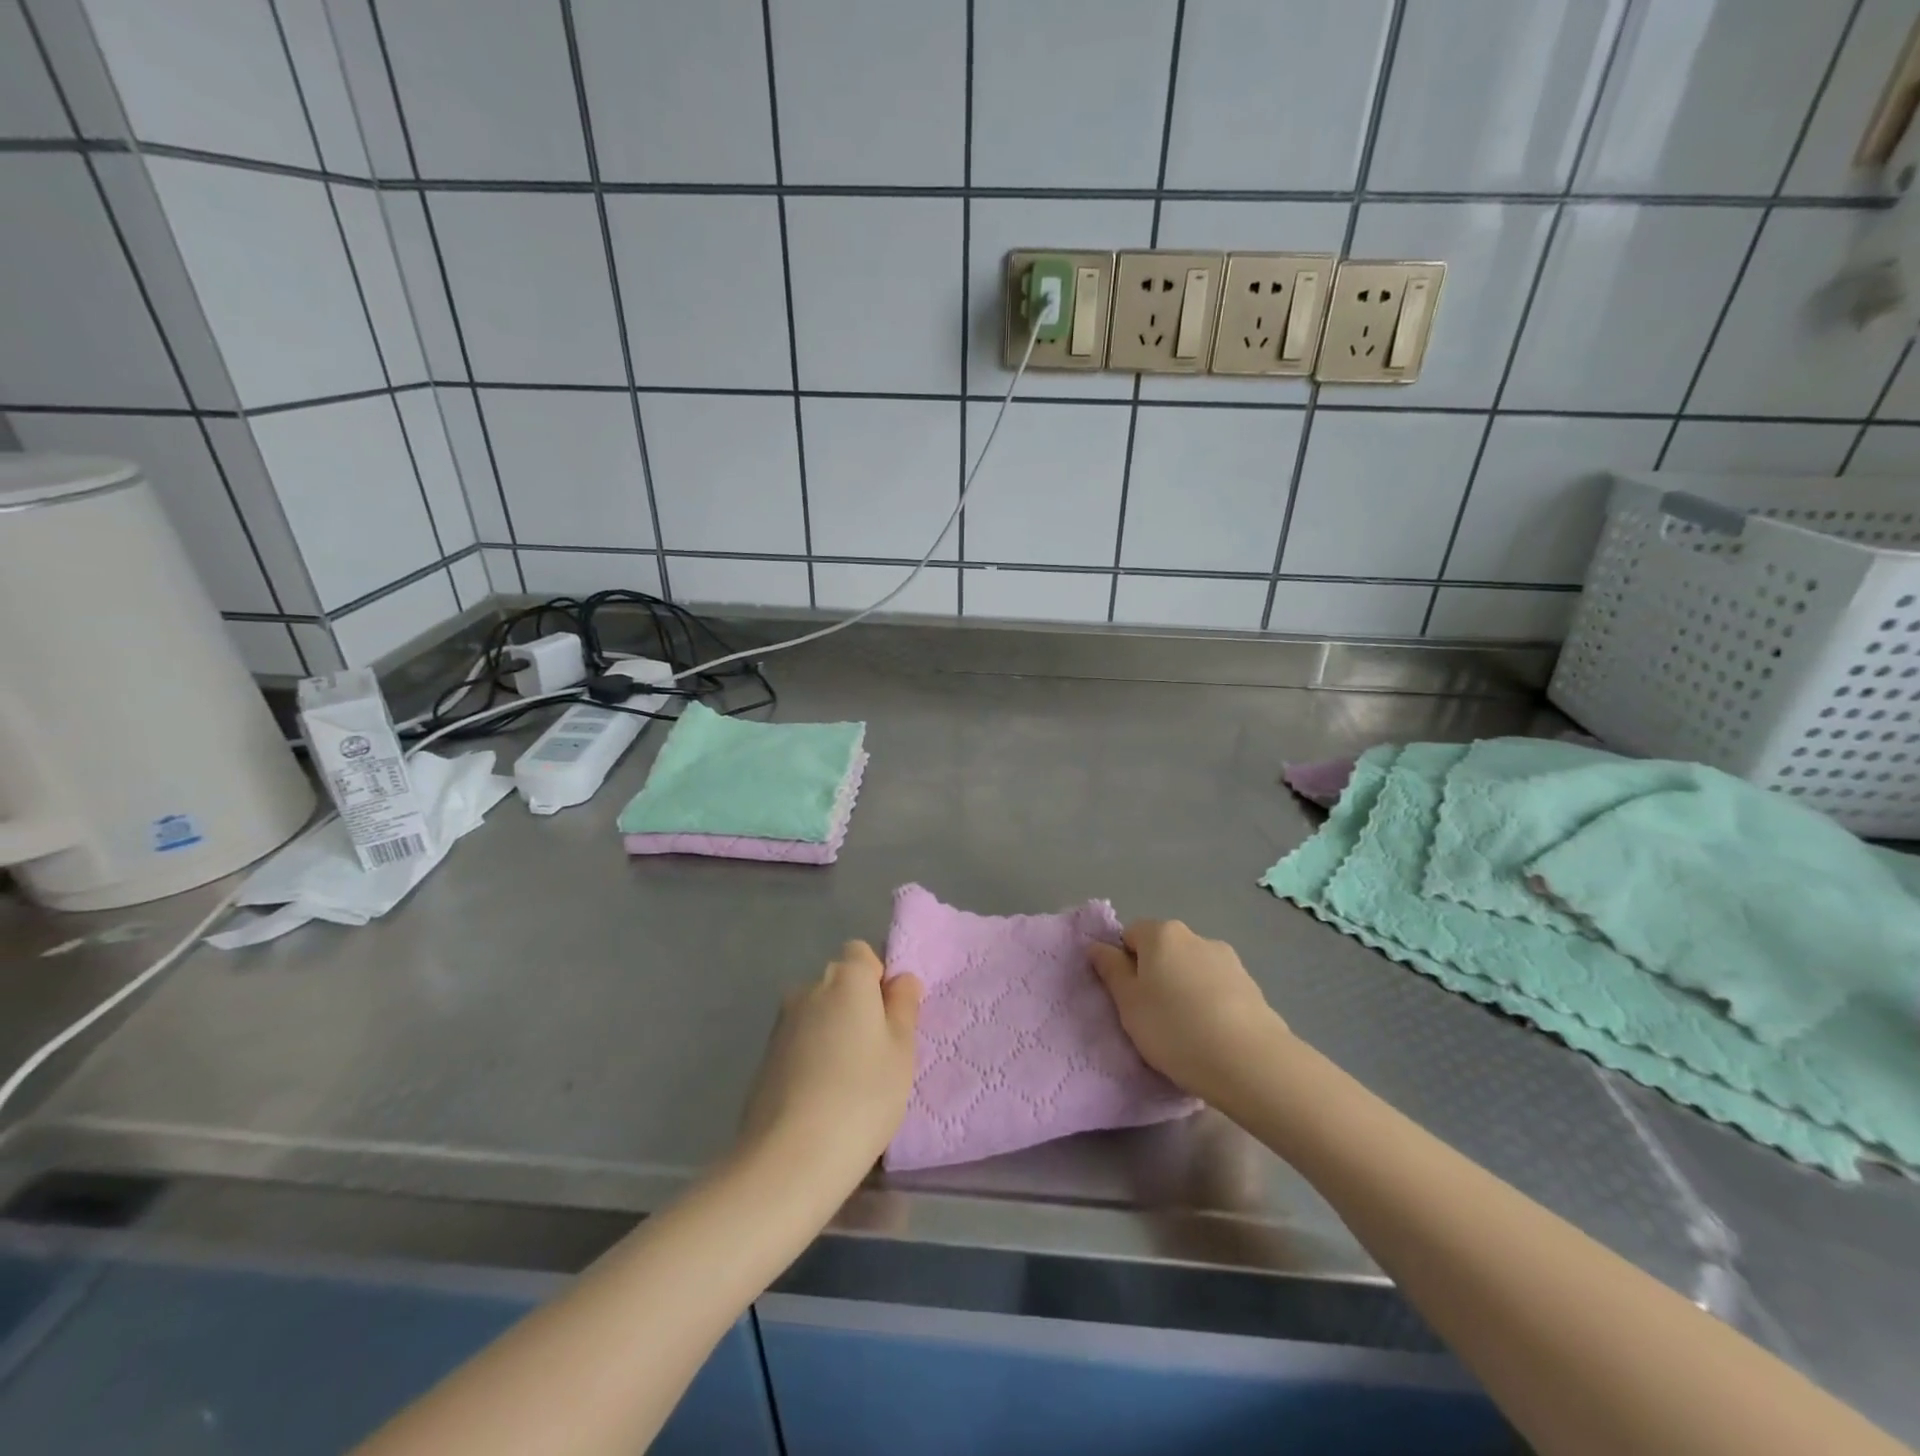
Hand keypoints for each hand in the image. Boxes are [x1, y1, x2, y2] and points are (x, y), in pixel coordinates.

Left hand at [739, 942, 921, 1183]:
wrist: (789, 1158)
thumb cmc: (862, 1096)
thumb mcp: (901, 1051)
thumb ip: (903, 1007)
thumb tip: (901, 980)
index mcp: (846, 978)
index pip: (862, 954)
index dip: (879, 980)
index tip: (891, 1020)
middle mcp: (809, 989)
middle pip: (839, 985)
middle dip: (857, 1008)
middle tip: (877, 1055)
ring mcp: (781, 1024)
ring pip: (818, 1015)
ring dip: (833, 1034)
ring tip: (849, 1083)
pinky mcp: (764, 1058)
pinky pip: (800, 1043)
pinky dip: (812, 1058)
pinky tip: (821, 1098)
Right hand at [1090, 920, 1288, 1107]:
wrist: (1250, 1062)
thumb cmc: (1174, 1028)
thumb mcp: (1128, 1003)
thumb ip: (1111, 970)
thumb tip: (1098, 946)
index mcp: (1162, 934)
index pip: (1131, 935)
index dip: (1124, 964)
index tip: (1127, 998)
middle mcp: (1196, 937)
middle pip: (1164, 951)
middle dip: (1155, 976)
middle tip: (1151, 1017)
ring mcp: (1229, 960)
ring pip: (1192, 970)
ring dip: (1184, 990)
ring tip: (1186, 1032)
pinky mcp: (1252, 987)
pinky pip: (1218, 990)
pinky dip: (1210, 1005)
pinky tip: (1212, 1036)